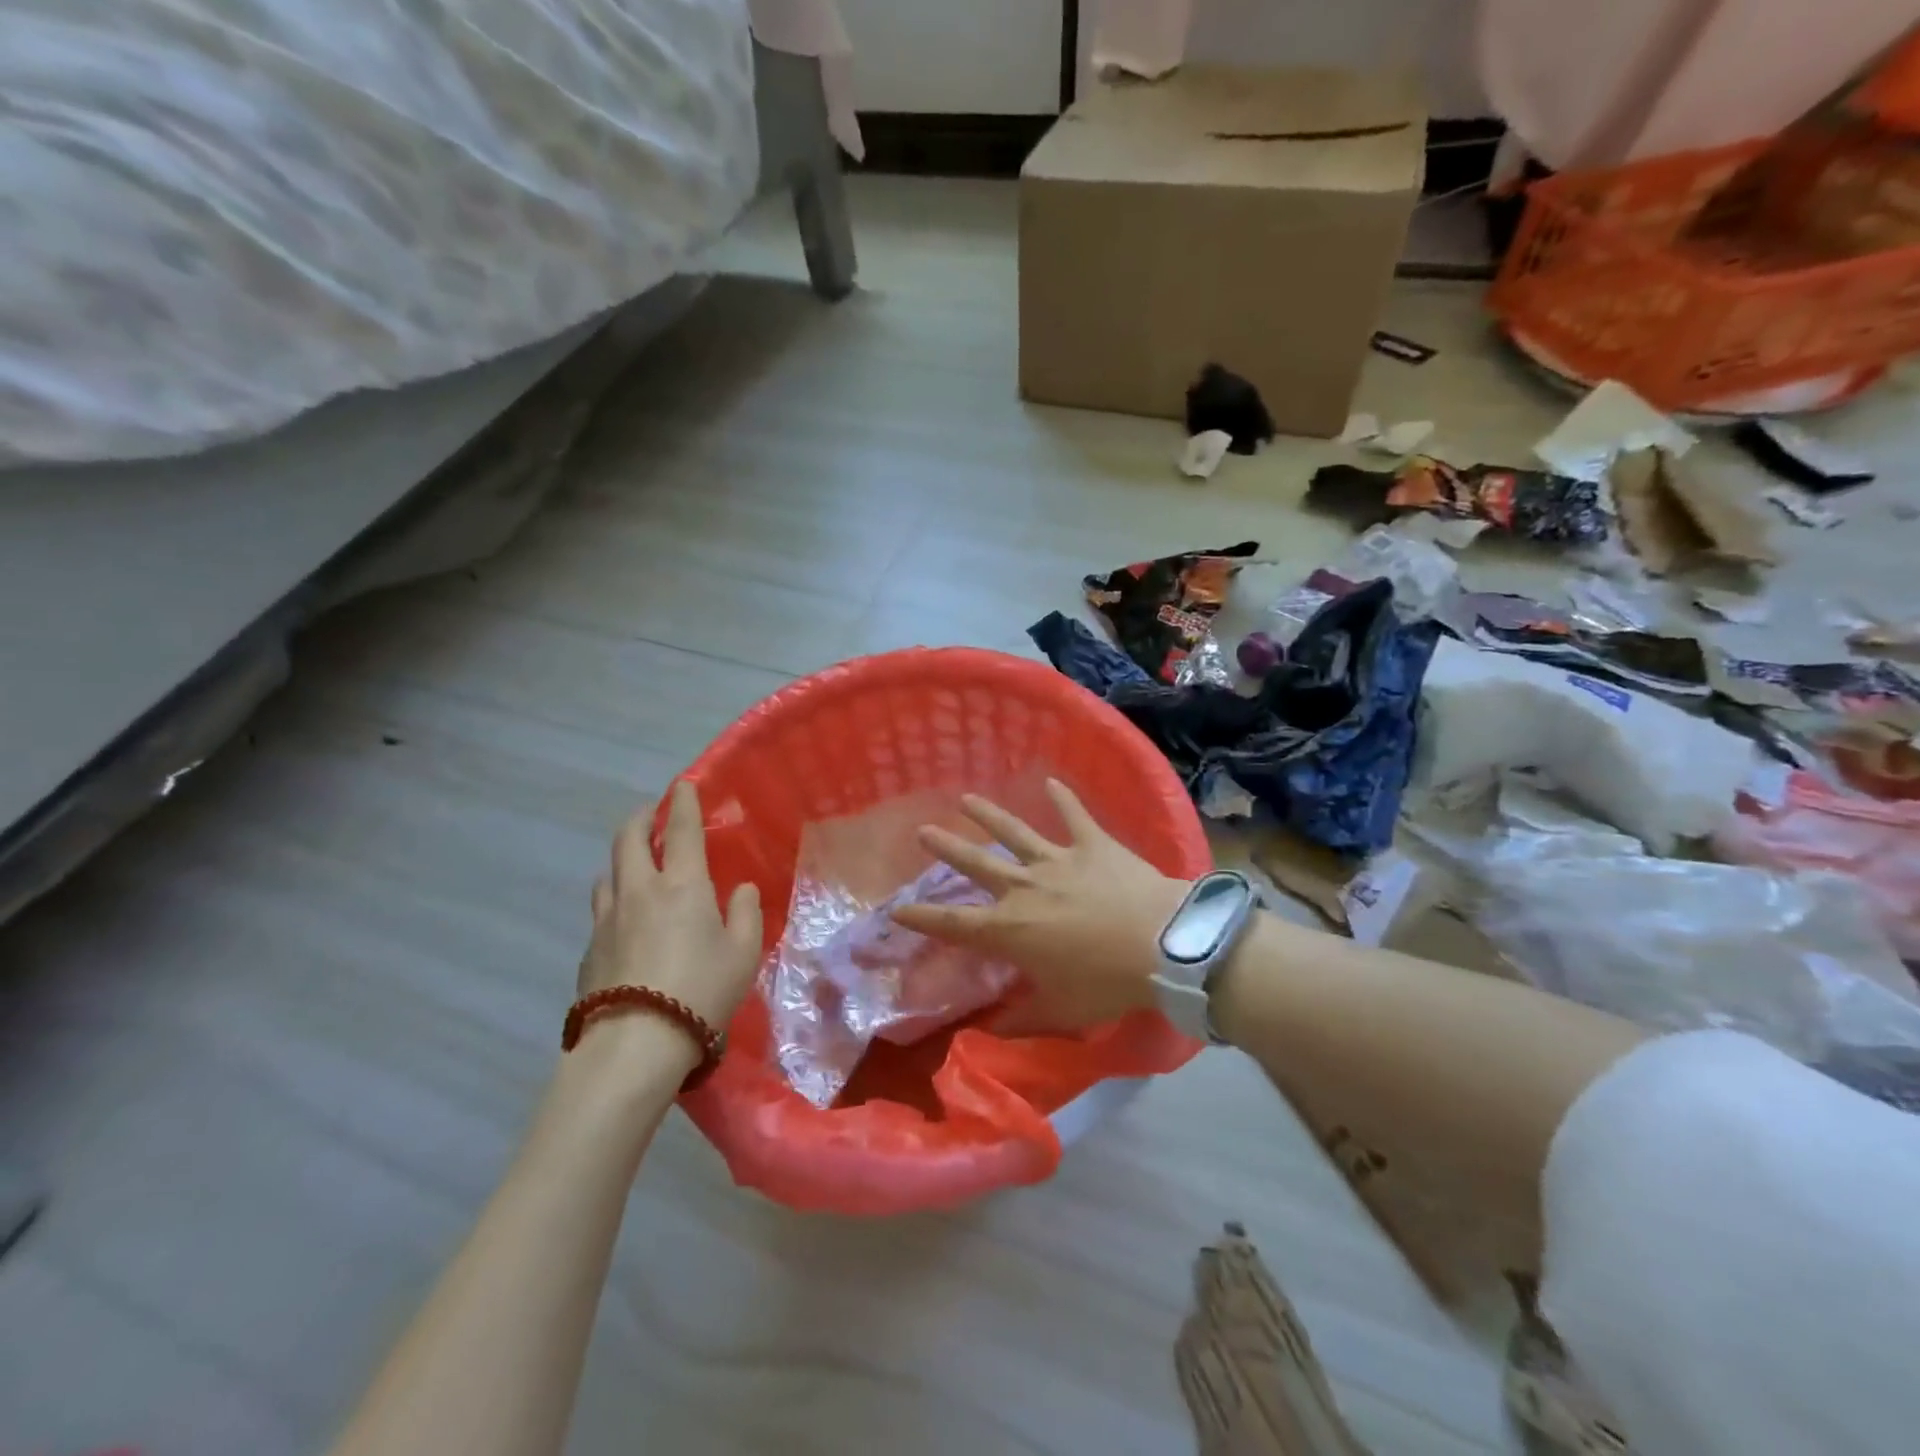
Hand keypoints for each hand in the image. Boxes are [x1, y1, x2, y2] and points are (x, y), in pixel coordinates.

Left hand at [579, 781, 762, 1031]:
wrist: (636, 1043)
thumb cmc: (701, 990)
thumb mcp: (743, 953)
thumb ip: (745, 913)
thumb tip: (740, 889)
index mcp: (682, 886)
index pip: (682, 830)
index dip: (683, 803)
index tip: (682, 786)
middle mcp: (639, 891)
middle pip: (629, 839)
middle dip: (641, 819)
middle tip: (651, 814)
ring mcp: (607, 920)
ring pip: (608, 873)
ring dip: (623, 860)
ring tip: (636, 867)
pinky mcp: (589, 950)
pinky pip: (601, 912)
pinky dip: (615, 901)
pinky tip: (625, 922)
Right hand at [890, 779, 1188, 1035]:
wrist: (1162, 944)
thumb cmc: (1107, 982)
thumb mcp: (1061, 1012)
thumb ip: (1022, 1021)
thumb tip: (990, 1031)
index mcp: (1011, 929)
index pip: (954, 924)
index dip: (922, 917)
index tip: (896, 908)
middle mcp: (1024, 888)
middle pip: (976, 864)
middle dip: (947, 848)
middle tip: (923, 830)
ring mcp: (1058, 860)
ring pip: (1015, 832)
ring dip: (989, 815)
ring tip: (967, 799)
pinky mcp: (1092, 845)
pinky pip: (1074, 816)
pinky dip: (1063, 799)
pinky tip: (1052, 781)